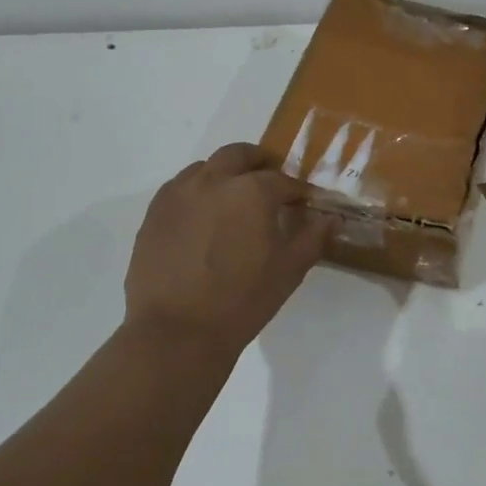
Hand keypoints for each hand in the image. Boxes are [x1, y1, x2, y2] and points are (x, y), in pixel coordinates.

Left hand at [124, 143, 332, 359]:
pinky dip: (197, 192)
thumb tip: (331, 218)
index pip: (283, 180)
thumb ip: (313, 237)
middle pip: (239, 155)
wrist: (177, 331)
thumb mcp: (289, 270)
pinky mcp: (154, 212)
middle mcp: (214, 180)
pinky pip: (180, 188)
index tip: (305, 202)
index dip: (298, 190)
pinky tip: (203, 218)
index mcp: (252, 191)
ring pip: (206, 167)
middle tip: (270, 184)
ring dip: (225, 174)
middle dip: (259, 163)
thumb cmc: (242, 300)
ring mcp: (179, 194)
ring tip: (233, 200)